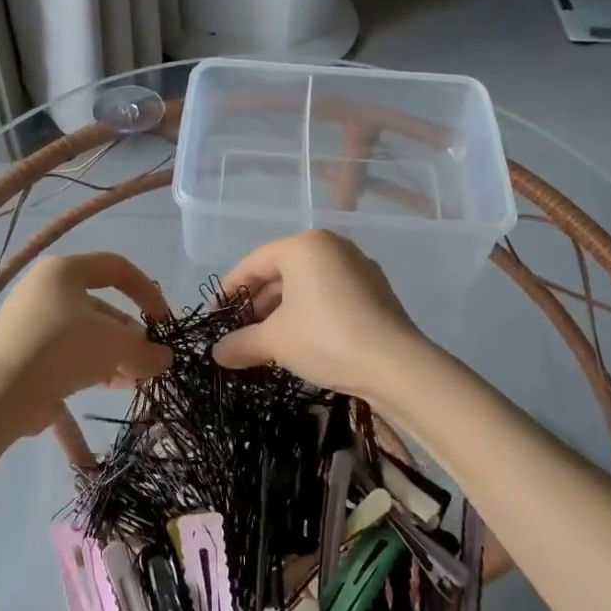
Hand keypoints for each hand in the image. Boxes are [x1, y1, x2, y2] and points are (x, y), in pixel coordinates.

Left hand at [0, 252, 172, 424]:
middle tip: (149, 358)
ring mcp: (31, 323)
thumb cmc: (63, 349)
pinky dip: (93, 366)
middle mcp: (45, 290)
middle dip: (130, 334)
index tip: (164, 321)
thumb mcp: (116, 345)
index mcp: (63, 270)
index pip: (116, 268)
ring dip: (116, 354)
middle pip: (101, 305)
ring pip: (86, 333)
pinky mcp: (24, 354)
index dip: (147, 291)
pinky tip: (115, 386)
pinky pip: (67, 354)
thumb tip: (164, 358)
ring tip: (137, 378)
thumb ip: (147, 350)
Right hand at [211, 231, 431, 404]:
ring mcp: (358, 267)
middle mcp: (332, 246)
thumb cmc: (325, 338)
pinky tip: (300, 342)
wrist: (396, 365)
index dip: (229, 290)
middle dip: (257, 304)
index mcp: (304, 246)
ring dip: (282, 311)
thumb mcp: (275, 341)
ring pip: (307, 285)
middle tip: (238, 332)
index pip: (254, 263)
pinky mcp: (376, 291)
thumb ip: (241, 342)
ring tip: (265, 341)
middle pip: (281, 272)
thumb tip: (217, 353)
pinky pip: (330, 295)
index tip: (215, 316)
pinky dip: (309, 313)